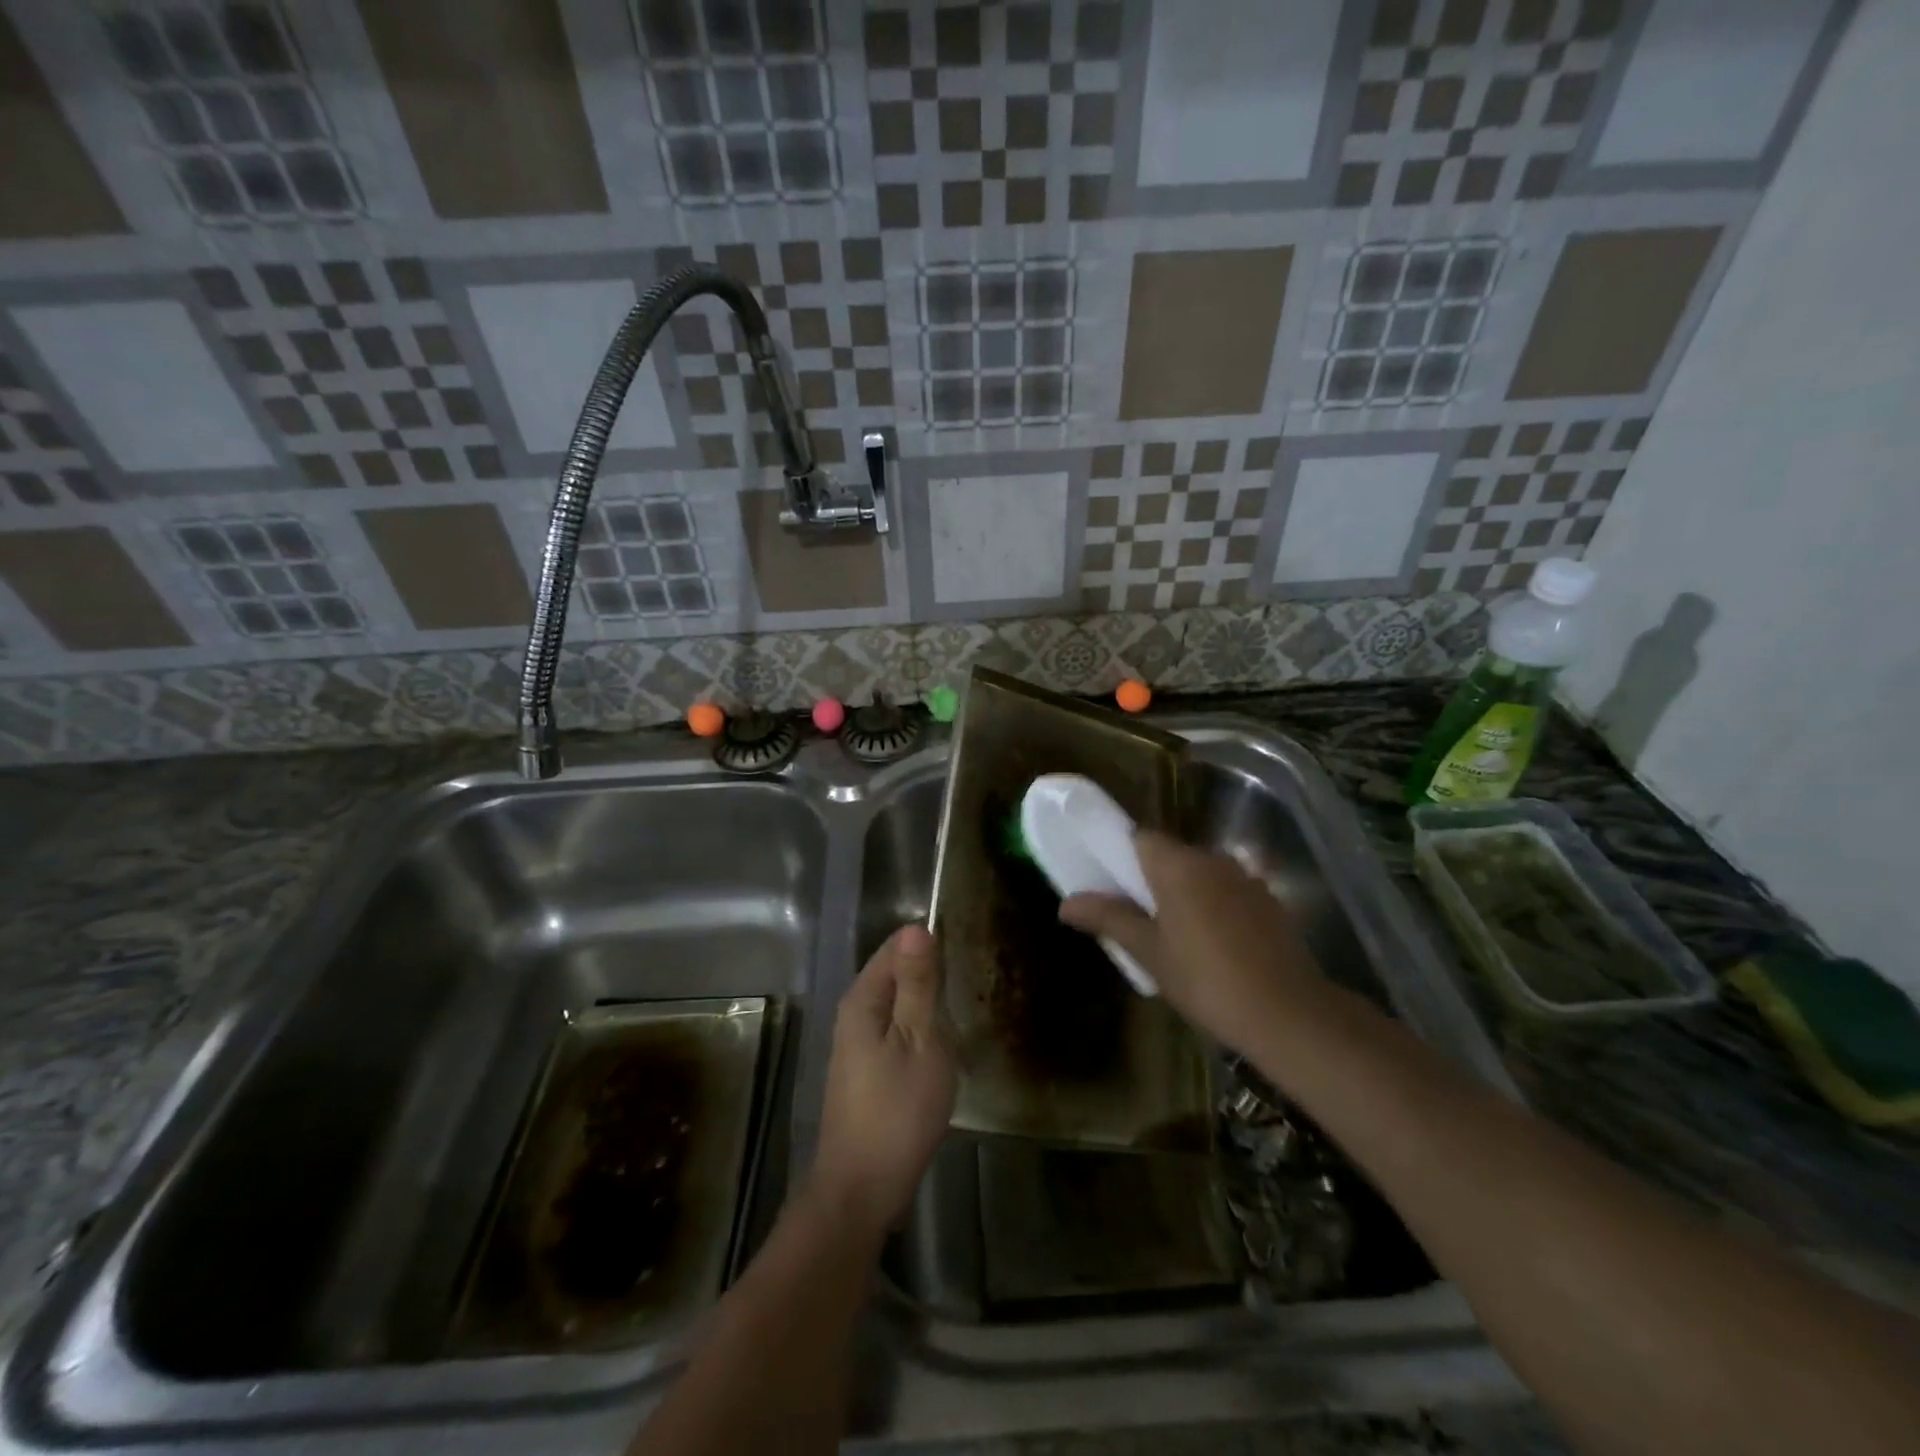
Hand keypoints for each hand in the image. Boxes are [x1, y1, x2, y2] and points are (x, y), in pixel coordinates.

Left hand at [809, 924, 955, 1238]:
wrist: (862, 1188)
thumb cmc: (897, 1110)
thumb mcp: (919, 1040)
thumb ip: (918, 984)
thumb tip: (916, 927)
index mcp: (863, 999)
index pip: (895, 946)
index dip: (929, 941)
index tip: (967, 945)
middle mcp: (854, 1013)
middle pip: (895, 973)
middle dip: (930, 970)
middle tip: (973, 976)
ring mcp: (858, 1043)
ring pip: (897, 1004)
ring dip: (927, 1001)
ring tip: (965, 1003)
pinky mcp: (867, 1069)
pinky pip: (896, 1029)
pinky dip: (920, 1027)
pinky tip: (943, 1041)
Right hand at [1058, 832, 1325, 1048]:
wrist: (1288, 1014)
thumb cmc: (1206, 980)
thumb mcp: (1149, 952)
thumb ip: (1108, 920)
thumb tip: (1065, 903)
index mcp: (1178, 865)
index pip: (1140, 838)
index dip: (1121, 856)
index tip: (1111, 885)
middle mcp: (1213, 860)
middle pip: (1171, 855)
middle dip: (1152, 879)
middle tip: (1137, 918)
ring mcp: (1246, 879)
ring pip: (1202, 874)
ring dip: (1185, 893)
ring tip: (1175, 936)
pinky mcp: (1270, 902)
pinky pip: (1228, 892)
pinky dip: (1214, 907)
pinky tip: (1214, 946)